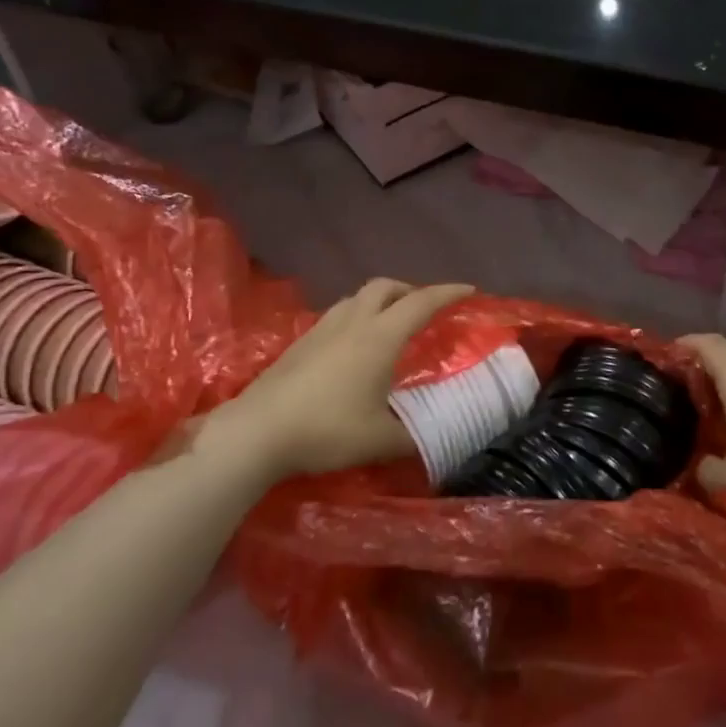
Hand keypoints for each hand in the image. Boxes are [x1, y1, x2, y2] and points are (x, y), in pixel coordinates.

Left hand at [202, 278, 473, 481]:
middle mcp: (352, 323)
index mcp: (379, 337)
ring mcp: (321, 330)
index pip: (421, 303)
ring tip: (391, 323)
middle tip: (425, 309)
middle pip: (385, 287)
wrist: (256, 432)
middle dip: (410, 290)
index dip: (448, 293)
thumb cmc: (326, 430)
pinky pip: (337, 314)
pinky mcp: (299, 343)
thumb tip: (437, 435)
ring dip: (380, 301)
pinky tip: (353, 345)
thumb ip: (415, 435)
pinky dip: (357, 316)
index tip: (469, 290)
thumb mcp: (381, 439)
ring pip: (357, 298)